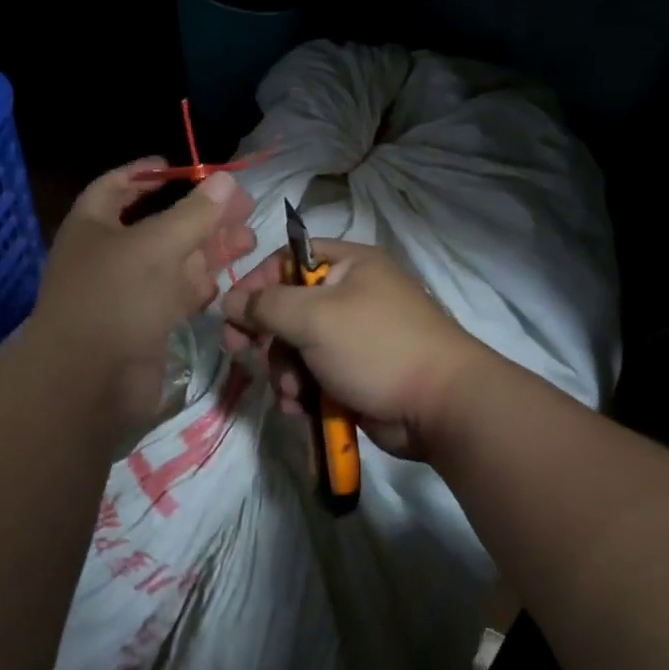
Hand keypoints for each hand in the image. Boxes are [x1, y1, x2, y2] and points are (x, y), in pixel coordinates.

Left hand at [24, 161, 255, 440]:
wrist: (89, 383)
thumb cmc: (117, 298)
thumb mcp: (158, 246)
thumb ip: (195, 213)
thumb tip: (226, 181)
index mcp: (93, 225)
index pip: (119, 185)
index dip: (148, 173)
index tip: (183, 167)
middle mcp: (107, 255)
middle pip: (158, 224)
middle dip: (199, 215)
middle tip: (243, 208)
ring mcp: (126, 292)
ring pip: (172, 261)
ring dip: (208, 250)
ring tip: (249, 240)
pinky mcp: (143, 325)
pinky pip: (174, 295)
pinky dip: (199, 285)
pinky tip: (227, 279)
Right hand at [221, 241, 488, 459]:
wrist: (439, 407)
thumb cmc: (376, 346)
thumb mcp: (314, 317)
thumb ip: (265, 306)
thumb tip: (229, 300)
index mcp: (348, 265)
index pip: (288, 260)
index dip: (256, 284)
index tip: (231, 313)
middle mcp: (350, 295)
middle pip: (287, 308)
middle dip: (269, 337)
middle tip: (244, 353)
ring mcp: (353, 337)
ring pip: (296, 348)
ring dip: (284, 371)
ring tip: (292, 393)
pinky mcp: (354, 374)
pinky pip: (312, 376)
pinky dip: (301, 392)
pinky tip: (300, 409)